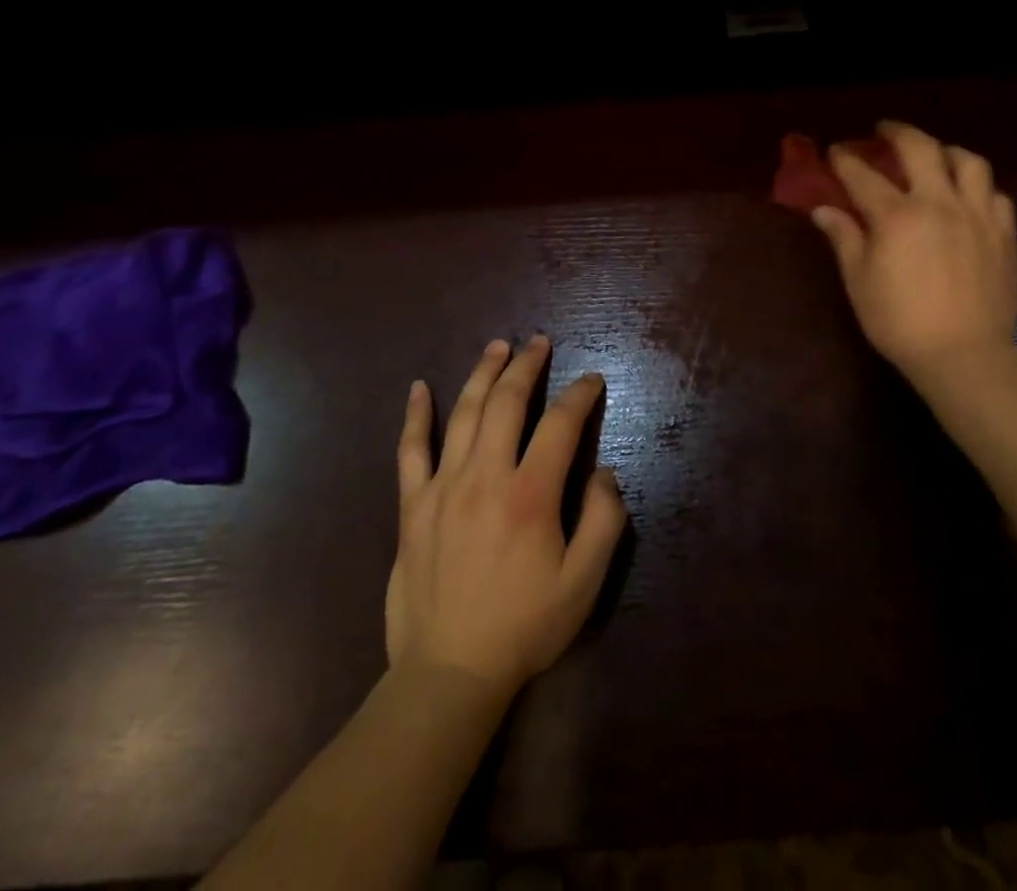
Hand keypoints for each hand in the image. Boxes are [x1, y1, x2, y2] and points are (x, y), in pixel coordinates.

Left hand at [387, 336, 626, 700]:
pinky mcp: (413, 506)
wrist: (449, 673)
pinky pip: (411, 450)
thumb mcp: (584, 584)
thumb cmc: (524, 627)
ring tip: (497, 347)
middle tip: (540, 342)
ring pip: (463, 413)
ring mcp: (443, 488)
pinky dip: (415, 416)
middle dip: (527, 366)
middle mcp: (485, 477)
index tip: (591, 380)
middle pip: (507, 403)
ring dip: (482, 374)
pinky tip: (418, 388)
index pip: (560, 424)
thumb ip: (604, 521)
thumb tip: (604, 472)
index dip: (580, 395)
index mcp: (530, 494)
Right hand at [811, 122, 1016, 413]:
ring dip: (946, 151)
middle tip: (884, 131)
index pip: (863, 175)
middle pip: (920, 148)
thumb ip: (844, 238)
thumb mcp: (859, 281)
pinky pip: (995, 194)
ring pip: (969, 161)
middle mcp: (939, 203)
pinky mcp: (1004, 233)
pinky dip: (978, 187)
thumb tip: (823, 210)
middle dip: (897, 132)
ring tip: (935, 156)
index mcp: (897, 216)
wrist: (964, 356)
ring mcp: (977, 215)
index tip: (835, 151)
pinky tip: (968, 197)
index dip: (846, 160)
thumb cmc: (900, 322)